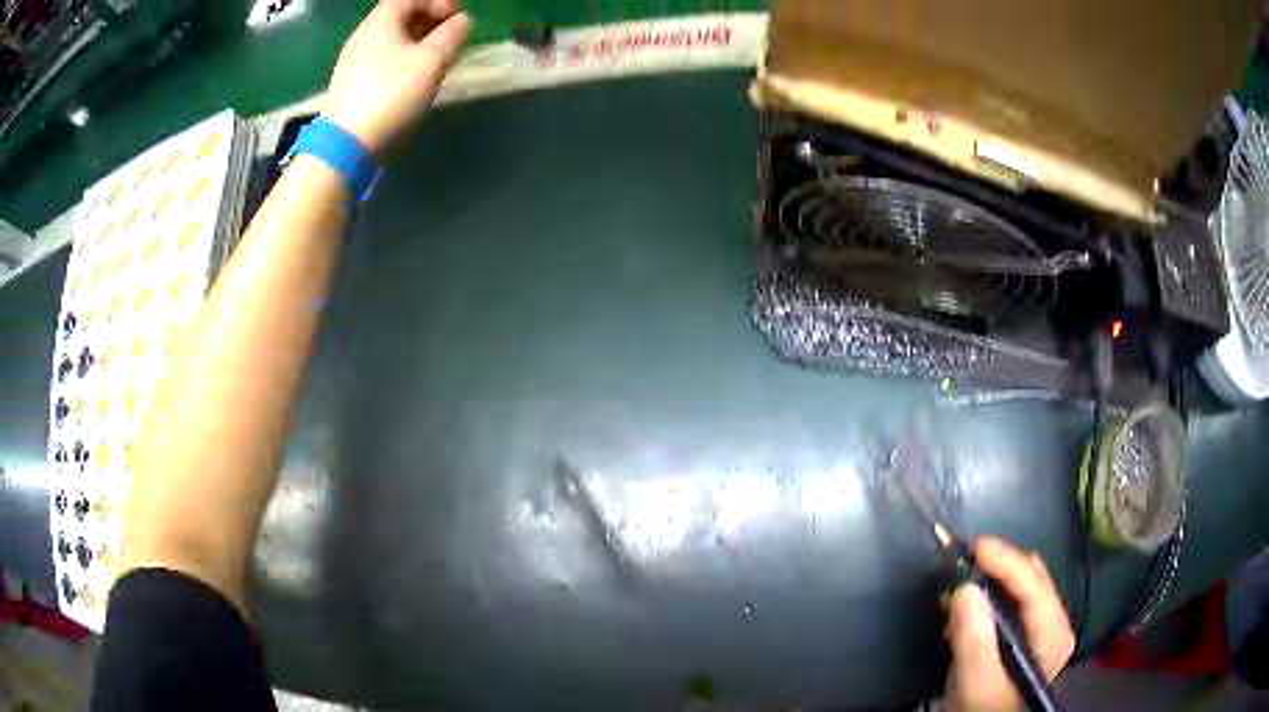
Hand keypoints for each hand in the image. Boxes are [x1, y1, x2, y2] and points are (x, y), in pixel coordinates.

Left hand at [323, 0, 470, 155]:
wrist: (346, 145)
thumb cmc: (391, 94)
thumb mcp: (432, 61)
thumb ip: (453, 36)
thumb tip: (463, 22)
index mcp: (380, 22)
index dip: (438, 1)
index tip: (457, 17)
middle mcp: (363, 36)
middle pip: (400, 15)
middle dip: (430, 20)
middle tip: (452, 36)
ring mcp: (354, 61)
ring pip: (392, 39)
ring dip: (419, 41)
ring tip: (438, 58)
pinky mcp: (352, 85)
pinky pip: (383, 59)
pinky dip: (404, 58)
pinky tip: (415, 77)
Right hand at [944, 537, 1075, 711]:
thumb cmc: (986, 709)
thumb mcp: (977, 683)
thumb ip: (975, 641)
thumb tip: (965, 587)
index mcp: (1054, 633)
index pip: (1034, 584)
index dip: (1006, 561)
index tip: (974, 547)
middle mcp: (1054, 623)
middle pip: (1031, 578)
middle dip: (998, 566)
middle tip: (962, 560)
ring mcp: (1040, 629)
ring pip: (1020, 587)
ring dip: (991, 580)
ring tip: (958, 583)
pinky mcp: (1024, 636)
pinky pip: (1010, 602)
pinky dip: (988, 596)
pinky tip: (965, 605)